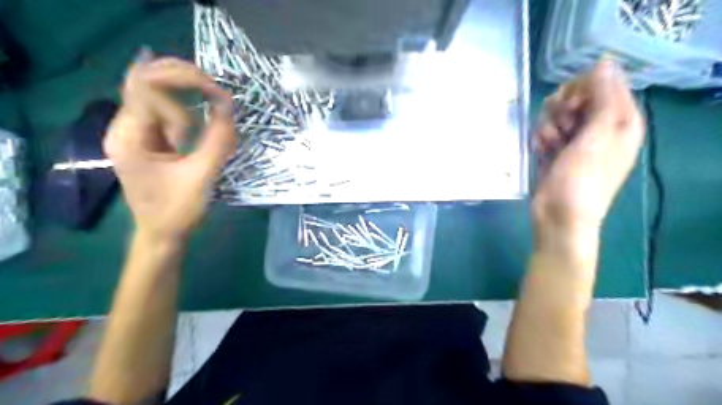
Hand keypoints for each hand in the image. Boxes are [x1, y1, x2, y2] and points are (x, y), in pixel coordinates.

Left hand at [106, 53, 233, 242]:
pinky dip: (184, 104)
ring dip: (183, 88)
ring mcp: (134, 132)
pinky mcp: (148, 139)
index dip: (185, 84)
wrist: (161, 234)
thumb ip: (217, 140)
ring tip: (212, 95)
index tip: (219, 98)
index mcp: (129, 137)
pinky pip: (163, 109)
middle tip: (215, 85)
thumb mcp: (201, 176)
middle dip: (181, 75)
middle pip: (144, 80)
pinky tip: (201, 106)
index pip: (148, 88)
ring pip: (153, 91)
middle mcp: (125, 127)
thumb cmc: (177, 211)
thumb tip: (229, 106)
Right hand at [531, 60, 645, 247]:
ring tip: (549, 143)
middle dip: (563, 106)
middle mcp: (601, 126)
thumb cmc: (581, 181)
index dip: (584, 88)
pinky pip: (547, 128)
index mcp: (622, 121)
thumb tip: (604, 62)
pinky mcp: (557, 148)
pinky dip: (542, 136)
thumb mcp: (596, 138)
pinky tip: (541, 150)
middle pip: (579, 95)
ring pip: (558, 111)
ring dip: (549, 123)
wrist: (558, 217)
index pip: (606, 83)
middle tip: (561, 125)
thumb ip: (603, 98)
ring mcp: (577, 138)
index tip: (571, 104)